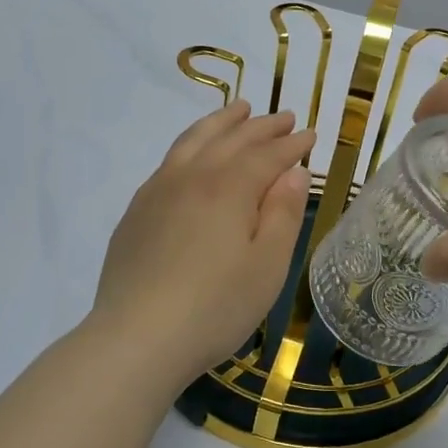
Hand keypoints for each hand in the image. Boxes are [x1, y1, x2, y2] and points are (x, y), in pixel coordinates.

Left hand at [93, 101, 315, 385]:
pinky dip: (191, 143)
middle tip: (285, 117)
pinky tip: (194, 153)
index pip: (267, 154)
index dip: (292, 144)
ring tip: (240, 109)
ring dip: (222, 122)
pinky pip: (169, 160)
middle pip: (232, 139)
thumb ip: (282, 214)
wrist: (136, 338)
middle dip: (263, 126)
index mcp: (229, 188)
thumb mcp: (267, 266)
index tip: (311, 135)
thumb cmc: (215, 307)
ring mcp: (158, 190)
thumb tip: (294, 173)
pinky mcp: (137, 210)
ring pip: (194, 140)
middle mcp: (192, 176)